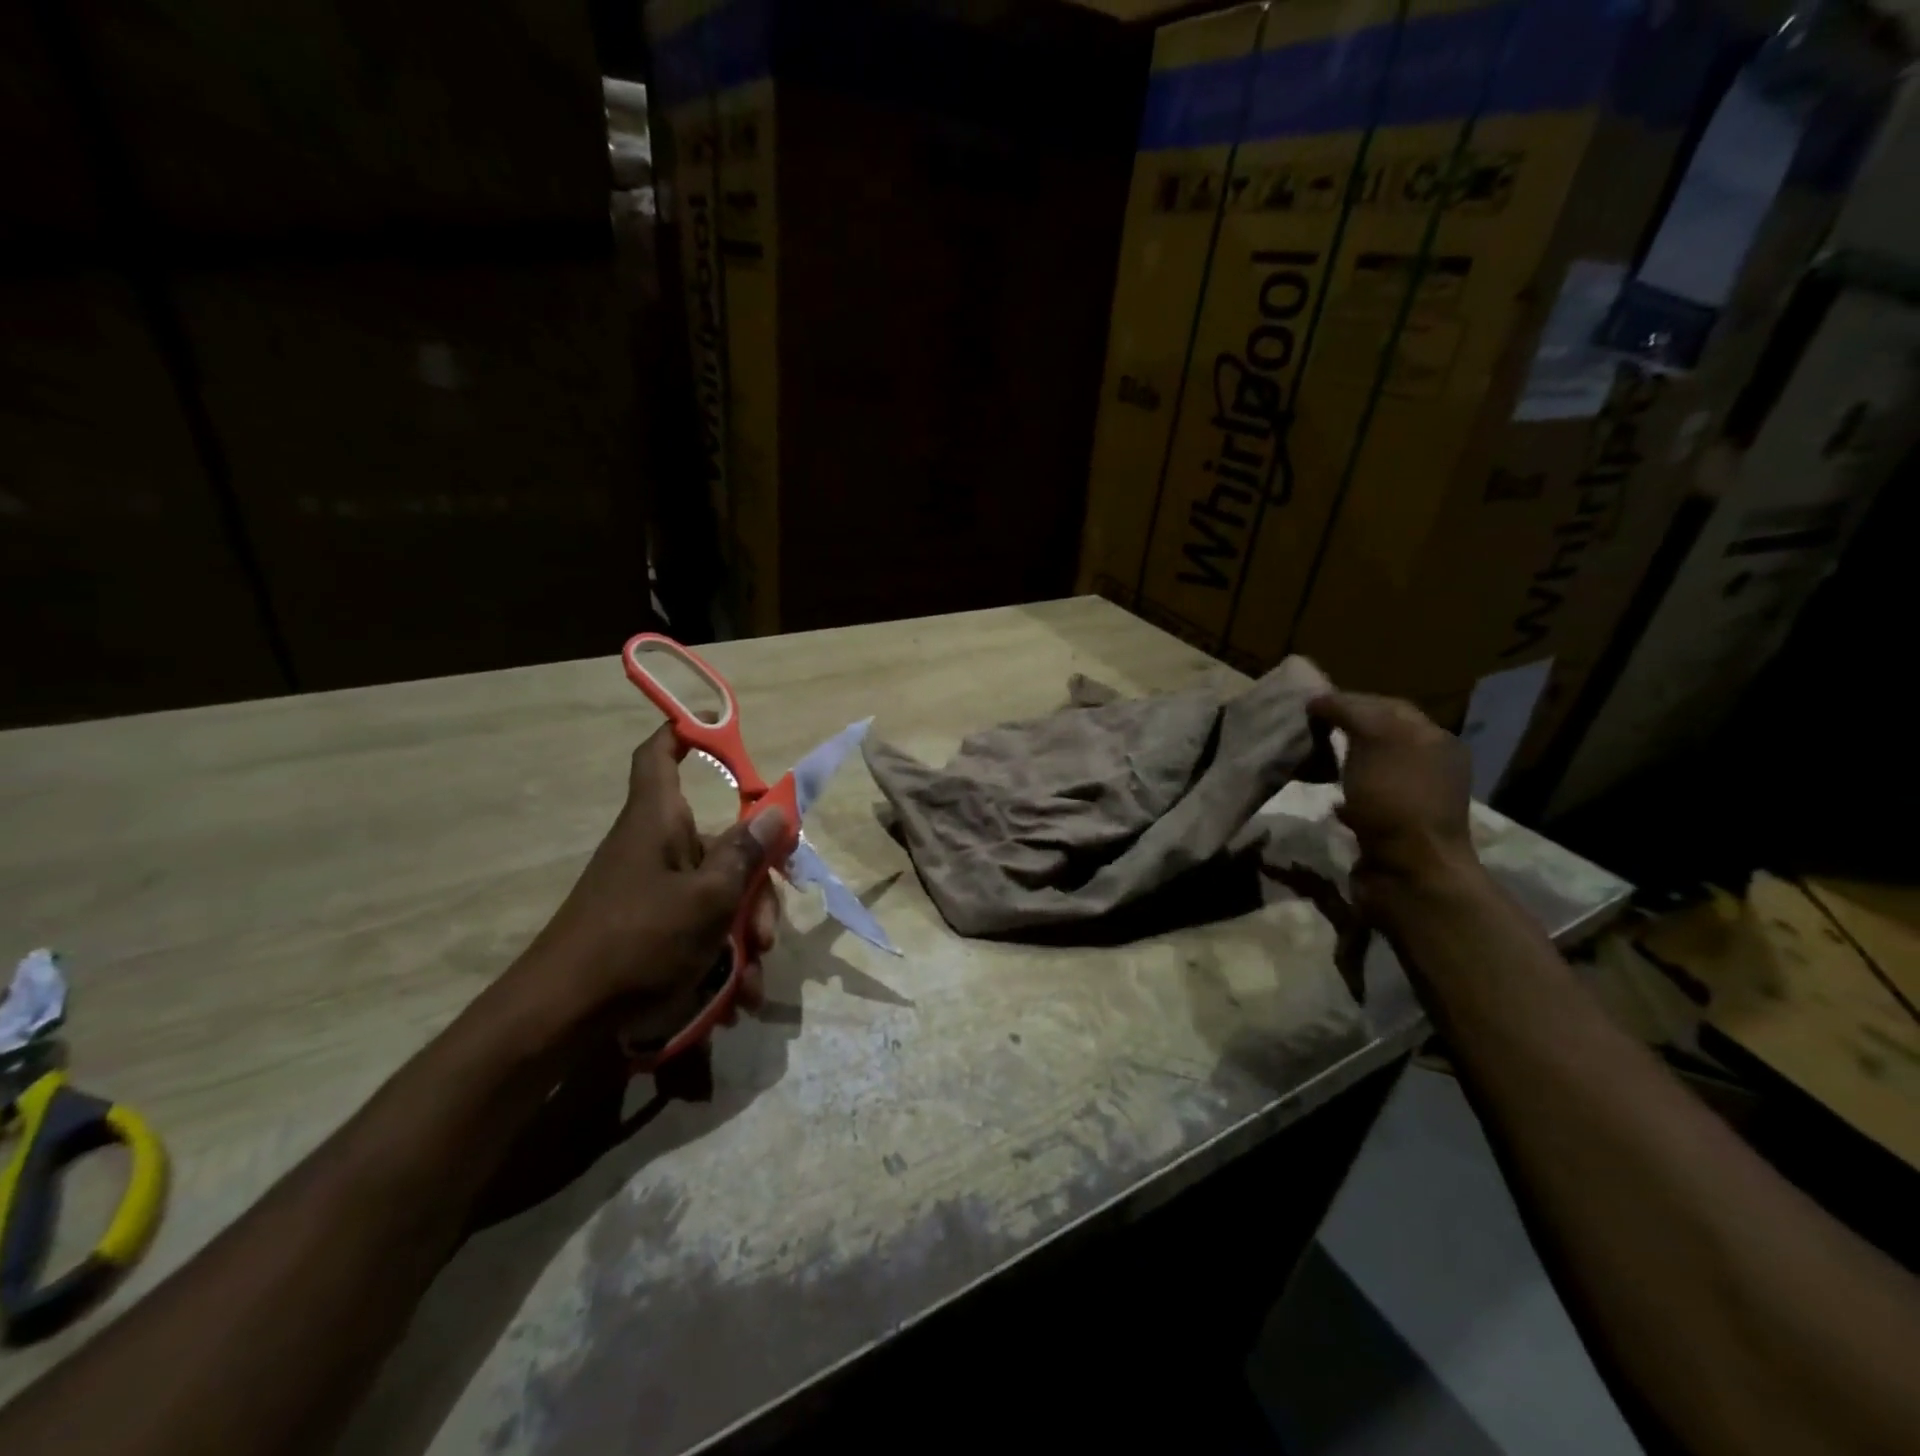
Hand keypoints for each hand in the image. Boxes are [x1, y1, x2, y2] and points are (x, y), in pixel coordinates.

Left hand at [521, 724, 785, 1024]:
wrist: (560, 1017)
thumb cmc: (637, 942)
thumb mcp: (707, 899)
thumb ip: (745, 854)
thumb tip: (776, 812)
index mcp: (659, 821)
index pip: (660, 755)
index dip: (685, 732)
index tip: (718, 727)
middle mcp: (656, 847)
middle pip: (721, 844)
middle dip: (756, 888)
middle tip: (768, 933)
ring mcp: (653, 891)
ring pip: (718, 893)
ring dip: (744, 935)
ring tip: (753, 982)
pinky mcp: (650, 929)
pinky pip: (699, 928)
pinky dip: (721, 958)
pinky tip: (736, 999)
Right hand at [1307, 691, 1478, 905]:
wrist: (1410, 874)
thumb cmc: (1395, 799)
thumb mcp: (1375, 739)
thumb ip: (1350, 711)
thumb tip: (1320, 700)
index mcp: (1434, 740)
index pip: (1387, 705)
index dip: (1349, 700)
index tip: (1310, 706)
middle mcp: (1430, 766)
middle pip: (1379, 736)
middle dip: (1343, 731)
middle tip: (1306, 731)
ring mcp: (1413, 800)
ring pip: (1370, 768)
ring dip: (1341, 764)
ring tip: (1311, 763)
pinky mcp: (1394, 830)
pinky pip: (1365, 802)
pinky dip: (1344, 796)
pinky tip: (1328, 801)